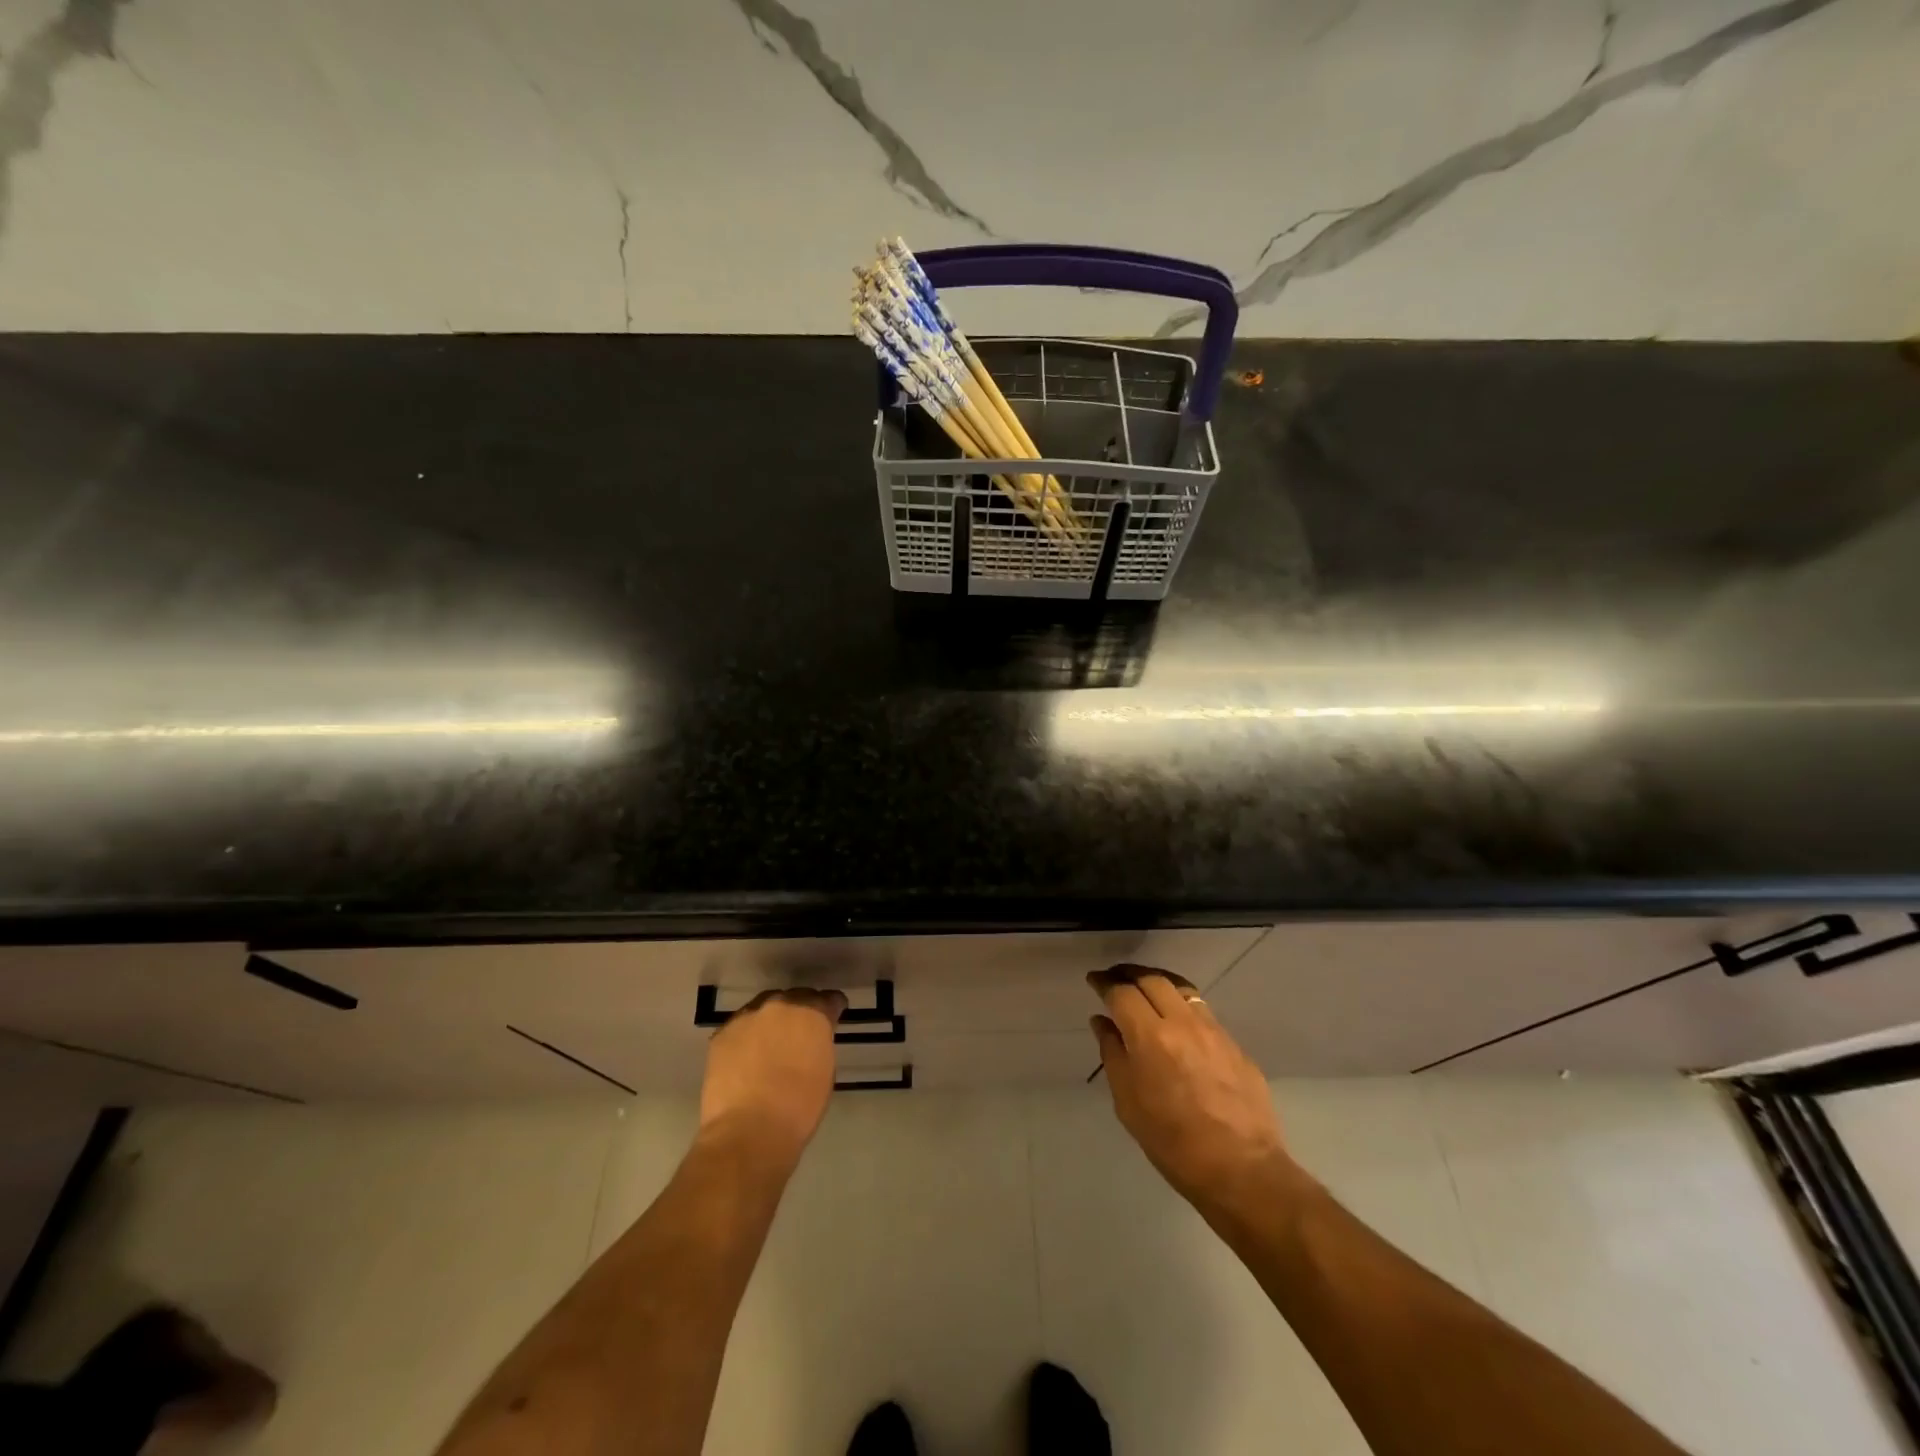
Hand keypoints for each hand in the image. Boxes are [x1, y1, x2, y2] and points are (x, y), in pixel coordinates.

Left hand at [699, 988, 847, 1164]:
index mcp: (813, 1013)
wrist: (748, 1131)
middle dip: (800, 1011)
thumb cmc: (798, 1108)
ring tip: (770, 1043)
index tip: (834, 1015)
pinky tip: (746, 1057)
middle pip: (794, 998)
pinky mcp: (722, 1033)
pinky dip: (746, 1037)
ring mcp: (748, 1016)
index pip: (829, 999)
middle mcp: (781, 1005)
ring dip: (770, 1021)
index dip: (832, 1008)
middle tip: (800, 1031)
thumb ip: (819, 1044)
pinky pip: (740, 1027)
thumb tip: (812, 1040)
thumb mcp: (824, 1071)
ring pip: (764, 1009)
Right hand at [1088, 965, 1296, 1213]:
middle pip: (1152, 979)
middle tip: (1115, 979)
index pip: (1122, 992)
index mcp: (1150, 1037)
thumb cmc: (1172, 1143)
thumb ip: (1113, 1054)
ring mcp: (1213, 1031)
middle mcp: (1182, 1023)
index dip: (1104, 983)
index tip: (1094, 980)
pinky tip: (1177, 1020)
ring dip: (1157, 982)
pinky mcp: (1234, 1045)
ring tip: (1144, 990)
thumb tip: (1103, 1022)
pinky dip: (1181, 1004)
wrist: (1241, 1170)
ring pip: (1181, 988)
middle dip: (1129, 974)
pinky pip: (1202, 1011)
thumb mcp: (1127, 1103)